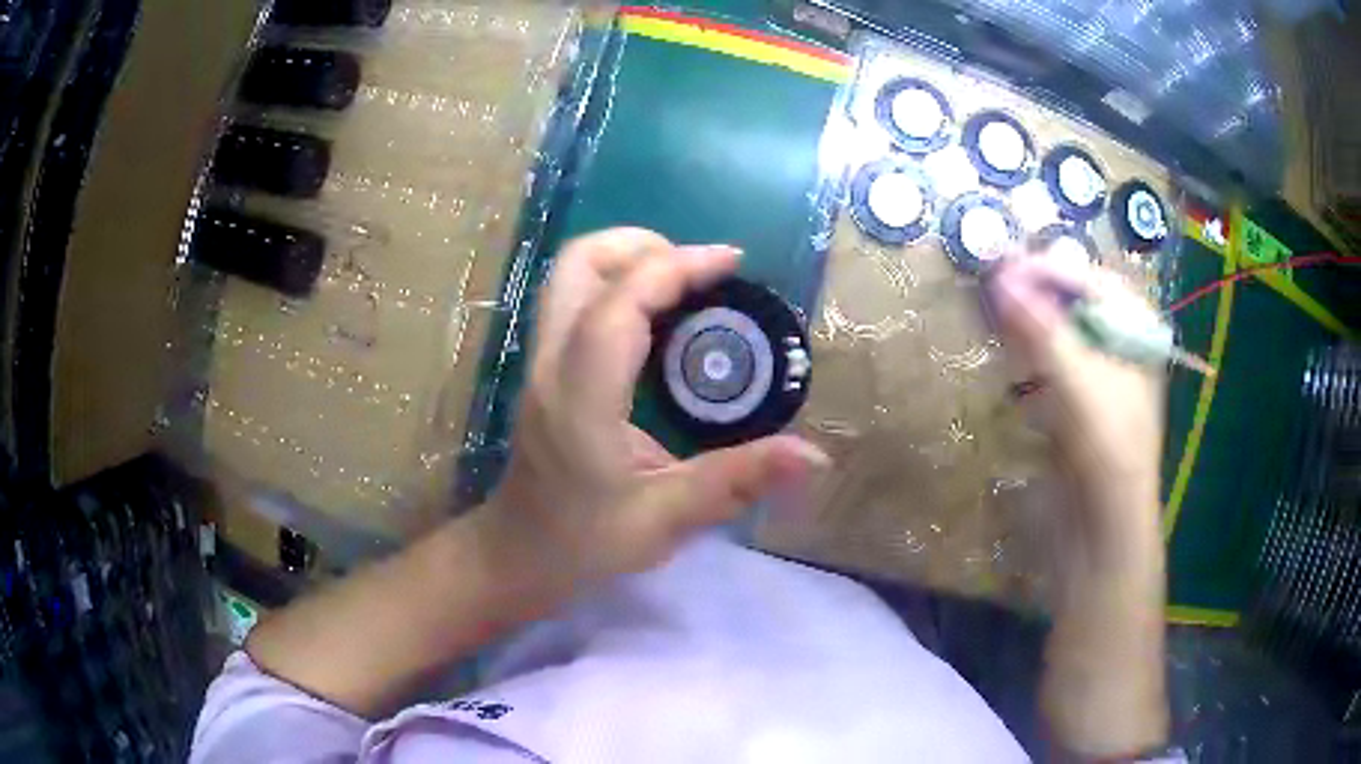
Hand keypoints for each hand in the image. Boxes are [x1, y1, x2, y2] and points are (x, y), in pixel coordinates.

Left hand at [487, 228, 828, 590]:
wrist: (520, 553)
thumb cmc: (586, 541)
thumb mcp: (666, 520)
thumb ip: (738, 482)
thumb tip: (814, 457)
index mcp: (582, 397)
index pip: (621, 303)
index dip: (677, 267)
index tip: (732, 262)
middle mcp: (552, 364)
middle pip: (578, 263)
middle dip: (642, 245)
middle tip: (700, 270)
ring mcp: (540, 361)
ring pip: (570, 274)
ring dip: (628, 260)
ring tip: (686, 285)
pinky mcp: (544, 367)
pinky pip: (576, 299)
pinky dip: (619, 286)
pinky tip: (660, 320)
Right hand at [986, 251, 1163, 541]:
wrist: (1105, 527)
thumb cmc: (1108, 447)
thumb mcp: (1079, 381)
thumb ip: (1042, 328)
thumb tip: (1000, 275)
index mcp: (1136, 331)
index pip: (1091, 281)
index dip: (1049, 270)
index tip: (1004, 266)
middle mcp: (1121, 346)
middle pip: (1076, 303)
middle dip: (1036, 292)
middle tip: (994, 285)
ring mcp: (1101, 375)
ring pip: (1061, 332)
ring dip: (1029, 321)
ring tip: (994, 311)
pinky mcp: (1079, 403)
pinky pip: (1052, 363)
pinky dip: (1030, 353)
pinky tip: (1008, 350)